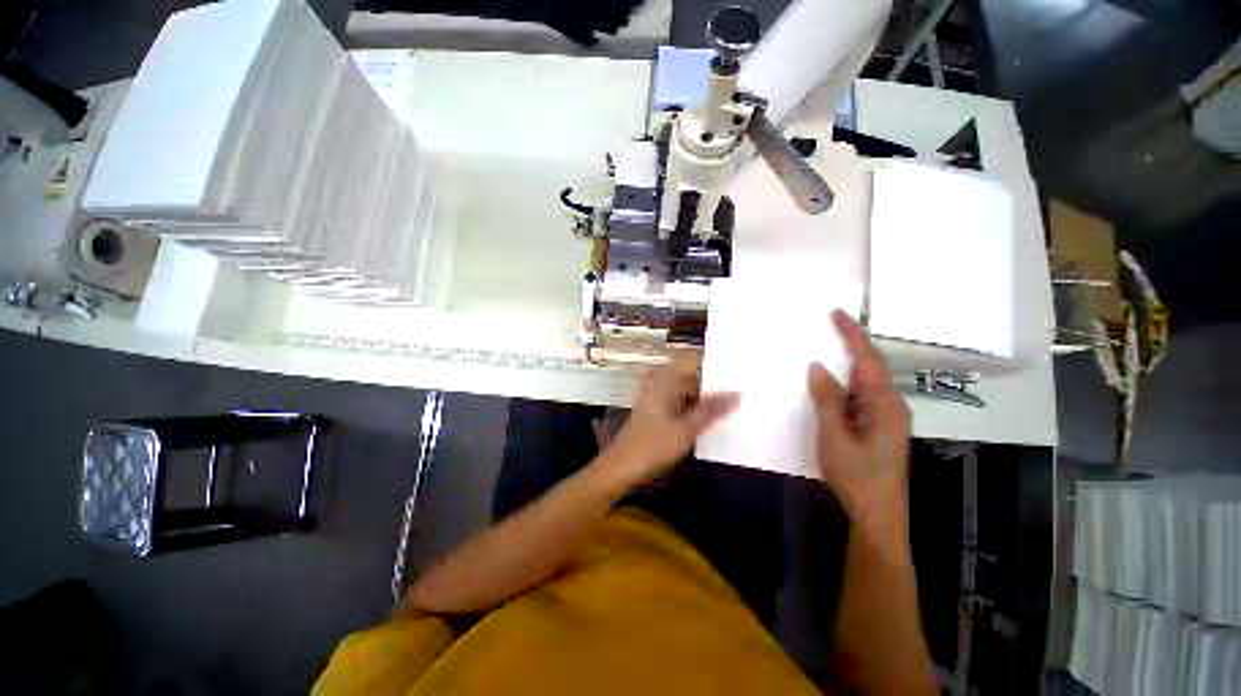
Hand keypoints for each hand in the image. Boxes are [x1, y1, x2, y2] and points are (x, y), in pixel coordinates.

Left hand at [602, 354, 739, 484]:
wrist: (621, 467)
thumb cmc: (653, 446)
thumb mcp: (686, 429)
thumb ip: (711, 410)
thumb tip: (736, 394)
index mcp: (665, 382)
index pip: (692, 361)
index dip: (713, 364)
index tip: (737, 370)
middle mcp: (660, 384)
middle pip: (690, 376)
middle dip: (712, 383)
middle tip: (739, 388)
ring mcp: (657, 398)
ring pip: (686, 390)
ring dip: (704, 396)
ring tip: (730, 402)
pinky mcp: (656, 411)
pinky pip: (679, 402)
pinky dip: (693, 406)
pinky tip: (708, 416)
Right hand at [808, 311, 911, 530]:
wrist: (877, 514)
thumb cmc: (856, 476)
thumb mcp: (834, 436)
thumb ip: (827, 399)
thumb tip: (817, 367)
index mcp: (884, 404)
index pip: (867, 360)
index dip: (852, 334)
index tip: (835, 314)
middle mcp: (890, 405)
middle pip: (871, 367)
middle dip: (851, 344)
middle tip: (827, 326)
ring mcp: (886, 417)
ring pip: (865, 382)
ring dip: (847, 364)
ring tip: (825, 348)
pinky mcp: (878, 427)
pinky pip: (860, 397)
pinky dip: (845, 385)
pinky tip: (829, 384)